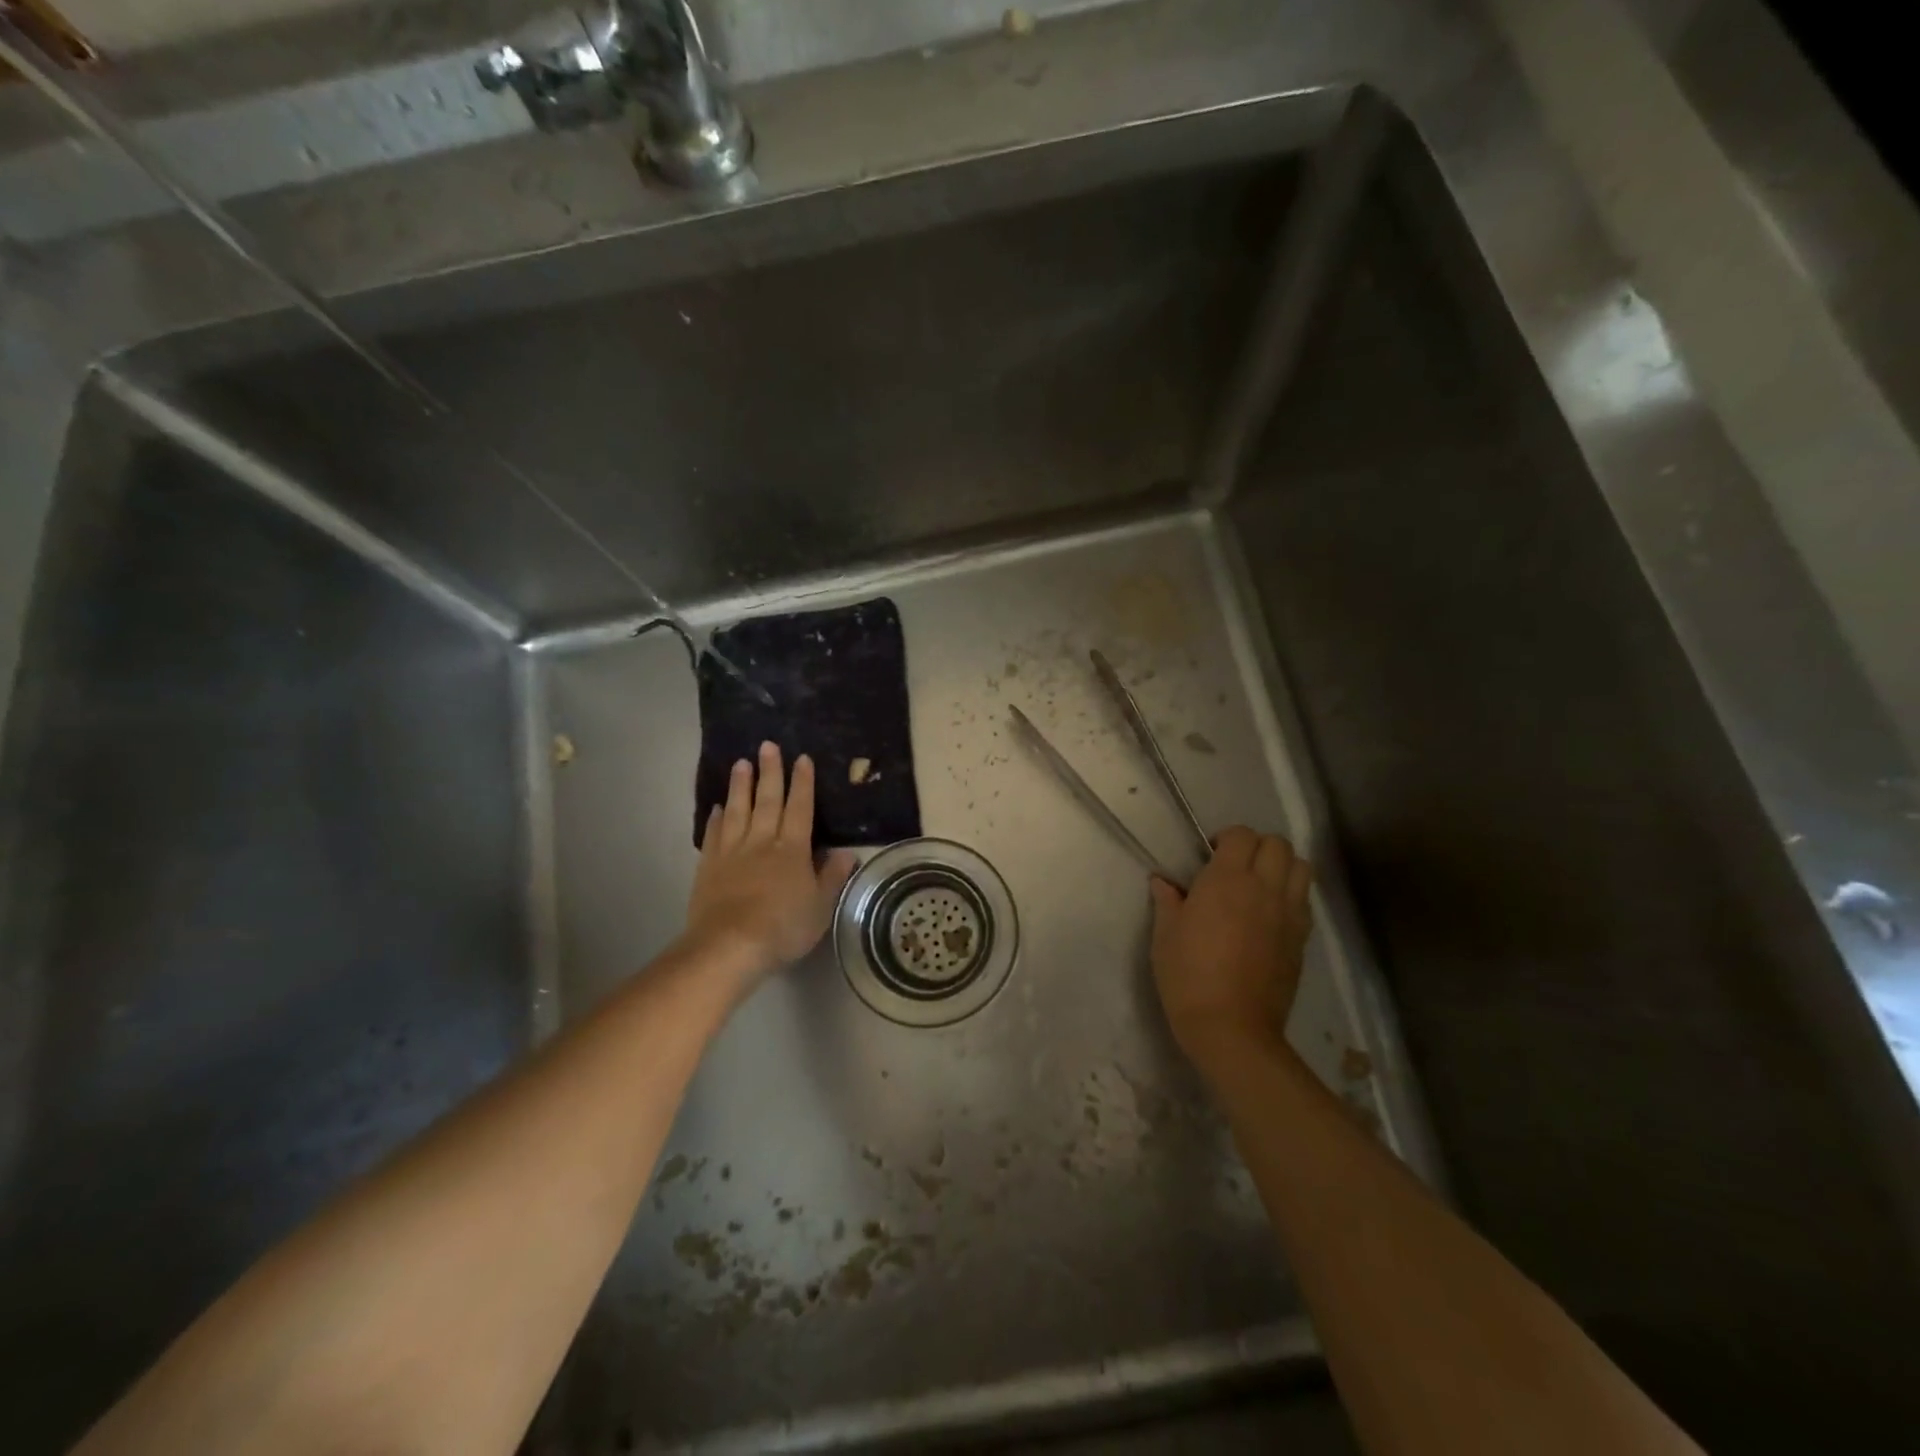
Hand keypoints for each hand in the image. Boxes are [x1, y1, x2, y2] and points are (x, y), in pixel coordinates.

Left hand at [685, 742, 857, 997]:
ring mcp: (732, 852)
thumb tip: (848, 852)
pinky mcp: (709, 866)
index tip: (801, 758)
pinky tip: (717, 807)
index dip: (802, 783)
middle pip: (767, 800)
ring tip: (740, 763)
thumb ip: (833, 877)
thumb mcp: (820, 906)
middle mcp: (762, 841)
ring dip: (740, 786)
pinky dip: (716, 818)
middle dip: (770, 772)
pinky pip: (714, 835)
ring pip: (738, 810)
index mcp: (793, 849)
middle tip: (767, 745)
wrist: (728, 946)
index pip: (800, 808)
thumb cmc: (783, 927)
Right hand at [1149, 826, 1313, 1069]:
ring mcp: (1288, 914)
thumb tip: (1163, 882)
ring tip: (1259, 885)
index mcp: (1227, 880)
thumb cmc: (1188, 976)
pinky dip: (1291, 895)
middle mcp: (1264, 888)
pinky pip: (1304, 901)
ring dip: (1281, 866)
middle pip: (1278, 844)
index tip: (1209, 856)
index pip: (1241, 835)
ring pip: (1301, 867)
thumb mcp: (1165, 935)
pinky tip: (1269, 916)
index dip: (1226, 838)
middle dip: (1257, 846)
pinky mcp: (1301, 939)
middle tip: (1235, 867)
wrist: (1231, 1028)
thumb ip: (1167, 901)